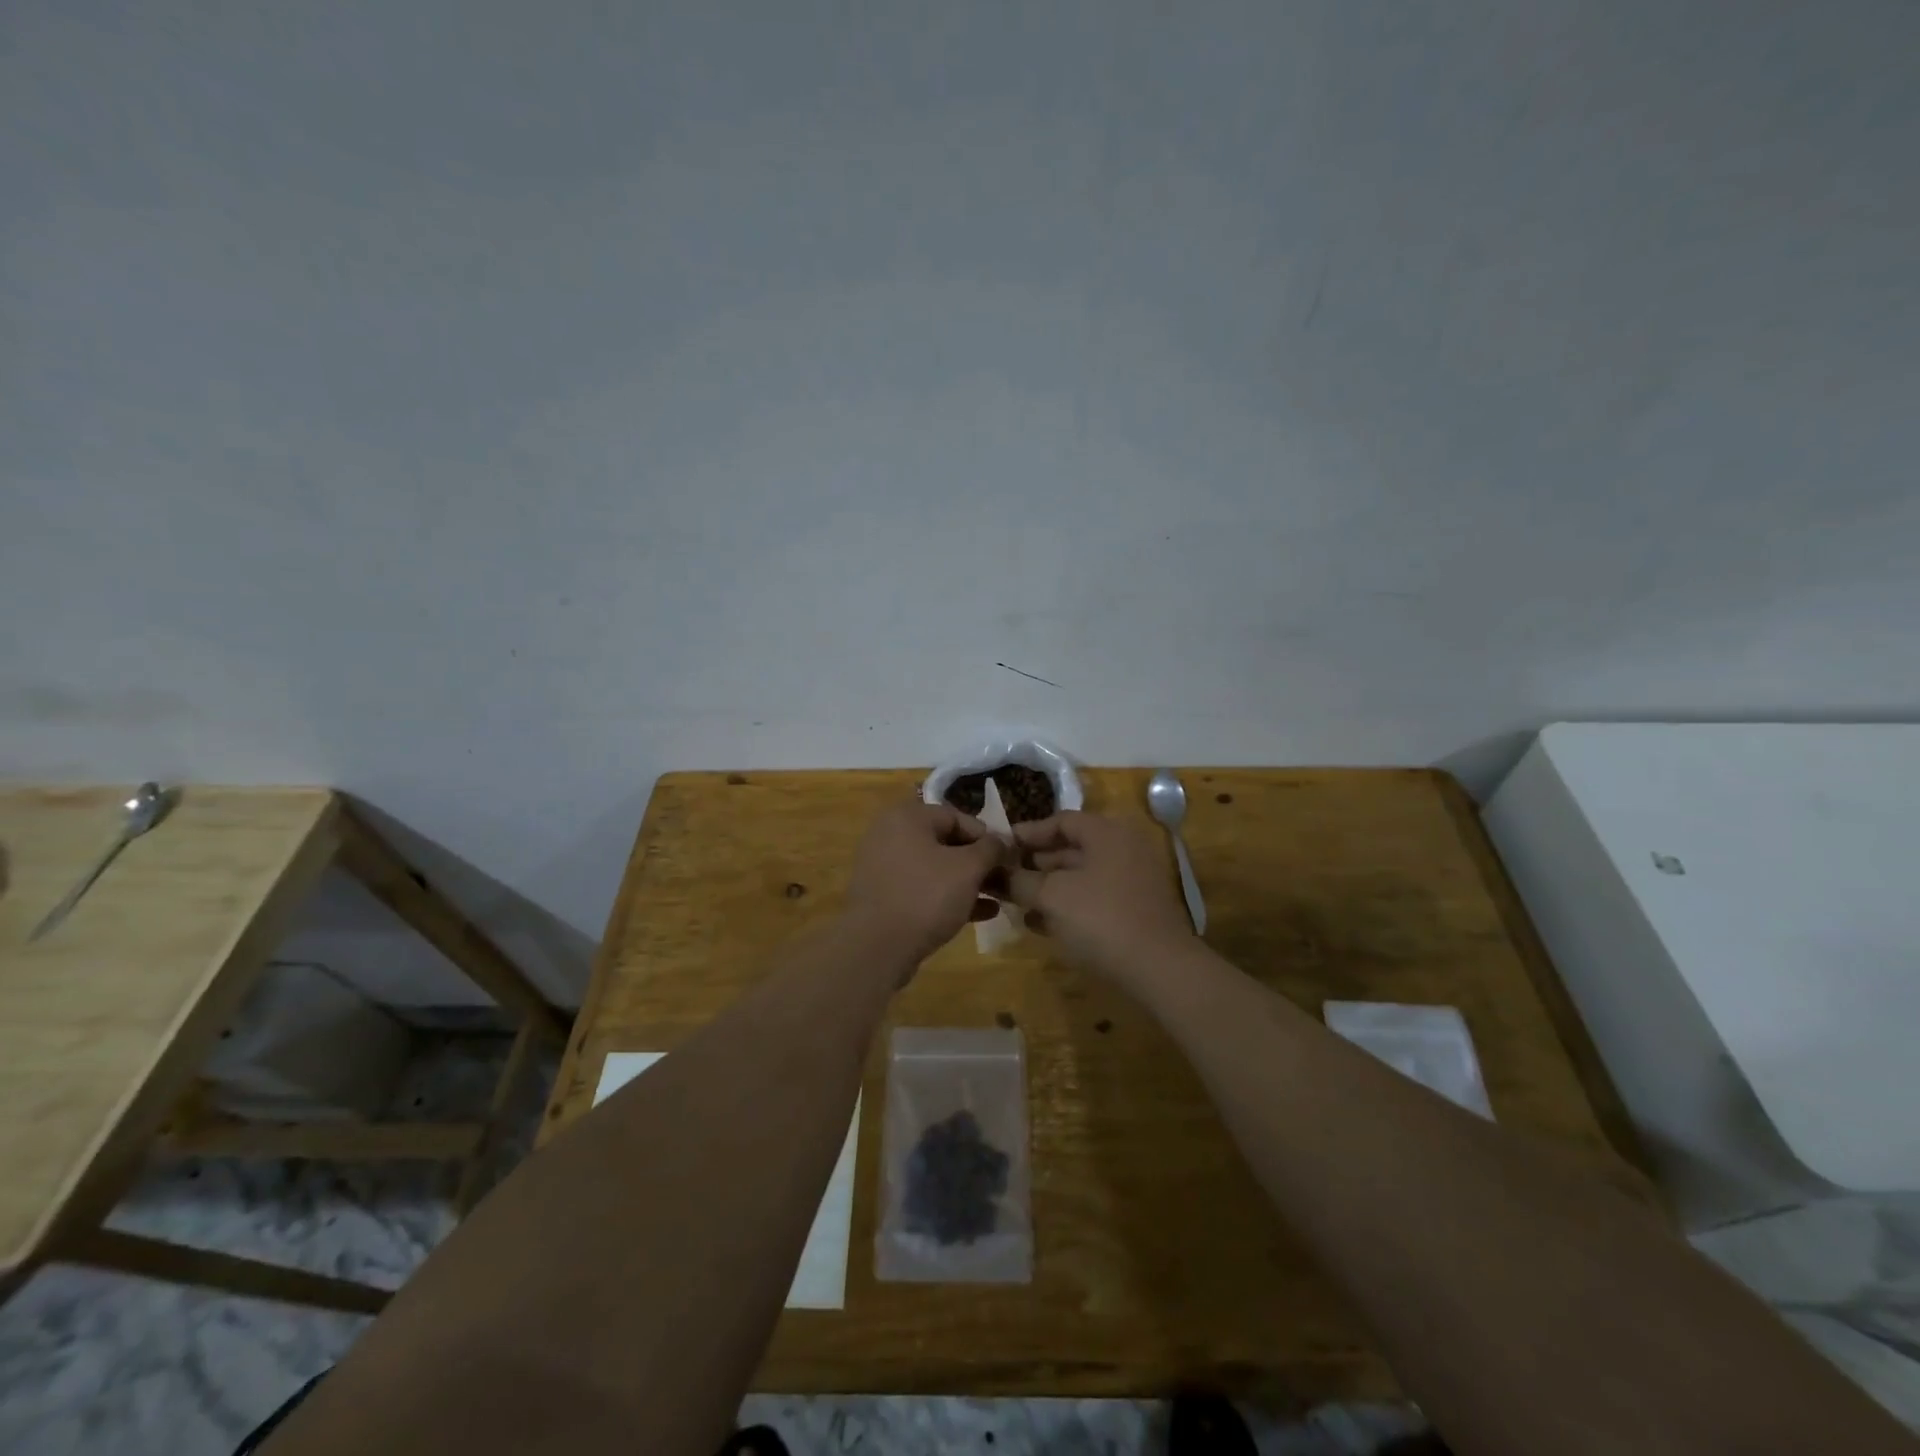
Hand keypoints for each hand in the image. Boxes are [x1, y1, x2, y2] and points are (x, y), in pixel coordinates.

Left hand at [843, 801, 1008, 964]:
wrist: (876, 947)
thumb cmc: (926, 896)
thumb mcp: (968, 868)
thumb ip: (991, 848)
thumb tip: (1002, 841)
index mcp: (907, 817)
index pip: (957, 817)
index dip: (987, 836)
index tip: (1008, 858)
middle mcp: (890, 834)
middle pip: (946, 842)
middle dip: (978, 862)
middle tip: (1004, 880)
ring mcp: (883, 867)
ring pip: (936, 868)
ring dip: (967, 882)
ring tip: (997, 898)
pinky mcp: (883, 896)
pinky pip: (922, 889)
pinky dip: (949, 897)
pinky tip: (980, 914)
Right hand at [1007, 811, 1194, 980]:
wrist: (1159, 968)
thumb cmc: (1101, 918)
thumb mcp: (1051, 896)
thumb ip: (1020, 881)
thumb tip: (998, 874)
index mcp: (1106, 833)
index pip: (1061, 820)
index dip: (1028, 833)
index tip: (1001, 846)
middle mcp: (1123, 849)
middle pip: (1072, 847)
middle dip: (1036, 862)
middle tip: (1005, 875)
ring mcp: (1132, 880)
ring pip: (1082, 875)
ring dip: (1049, 887)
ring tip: (1017, 902)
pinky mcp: (1135, 909)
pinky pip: (1094, 897)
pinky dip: (1068, 905)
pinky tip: (1041, 924)